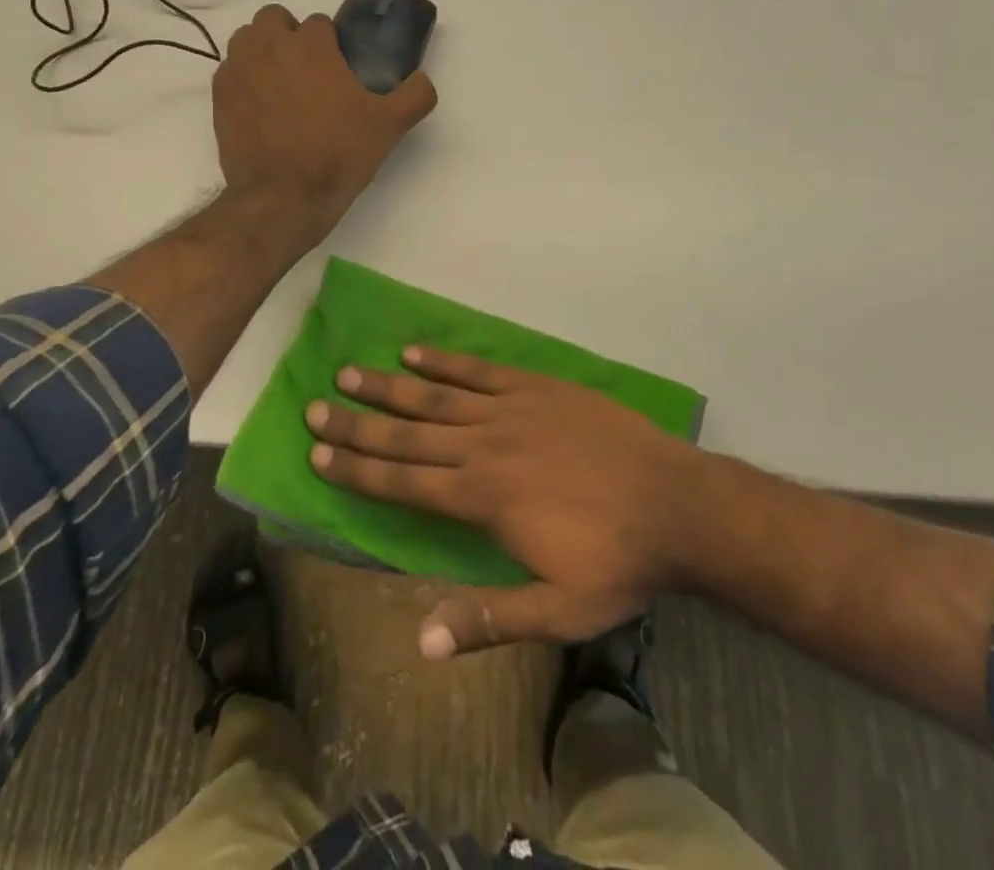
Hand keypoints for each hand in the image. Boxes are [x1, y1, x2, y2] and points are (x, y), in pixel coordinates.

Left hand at [213, 4, 435, 244]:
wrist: (283, 197)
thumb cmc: (337, 155)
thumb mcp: (390, 126)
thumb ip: (415, 95)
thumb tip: (423, 78)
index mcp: (312, 46)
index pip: (319, 22)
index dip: (331, 43)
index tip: (339, 69)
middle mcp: (270, 47)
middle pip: (274, 18)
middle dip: (289, 35)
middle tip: (307, 70)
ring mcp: (239, 70)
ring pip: (246, 38)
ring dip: (262, 49)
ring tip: (279, 82)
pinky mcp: (219, 96)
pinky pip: (228, 69)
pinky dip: (242, 77)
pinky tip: (258, 104)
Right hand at [306, 347, 705, 658]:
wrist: (677, 505)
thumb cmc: (615, 562)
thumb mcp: (557, 611)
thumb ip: (486, 619)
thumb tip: (418, 641)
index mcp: (482, 498)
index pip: (404, 481)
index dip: (358, 468)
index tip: (319, 452)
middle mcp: (484, 447)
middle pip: (408, 433)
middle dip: (358, 422)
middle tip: (316, 407)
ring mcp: (510, 410)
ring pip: (435, 395)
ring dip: (389, 385)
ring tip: (350, 372)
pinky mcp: (536, 386)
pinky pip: (479, 370)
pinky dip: (444, 361)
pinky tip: (414, 352)